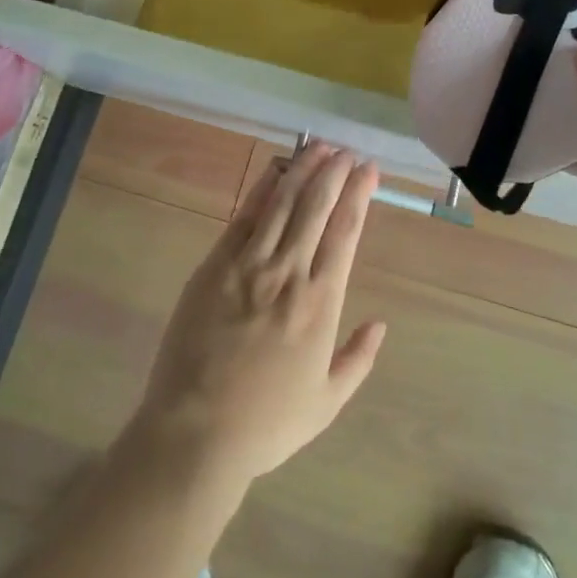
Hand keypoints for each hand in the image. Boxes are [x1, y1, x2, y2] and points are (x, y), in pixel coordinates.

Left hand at [123, 144, 387, 489]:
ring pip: (282, 202)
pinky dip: (262, 189)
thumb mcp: (326, 403)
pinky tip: (275, 171)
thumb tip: (381, 323)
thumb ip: (358, 359)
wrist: (195, 431)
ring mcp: (249, 265)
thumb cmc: (266, 423)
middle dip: (334, 172)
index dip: (358, 195)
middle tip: (346, 150)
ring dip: (303, 169)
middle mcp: (289, 272)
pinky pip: (244, 217)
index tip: (368, 169)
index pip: (345, 231)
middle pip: (316, 206)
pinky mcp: (215, 265)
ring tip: (318, 146)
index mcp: (321, 302)